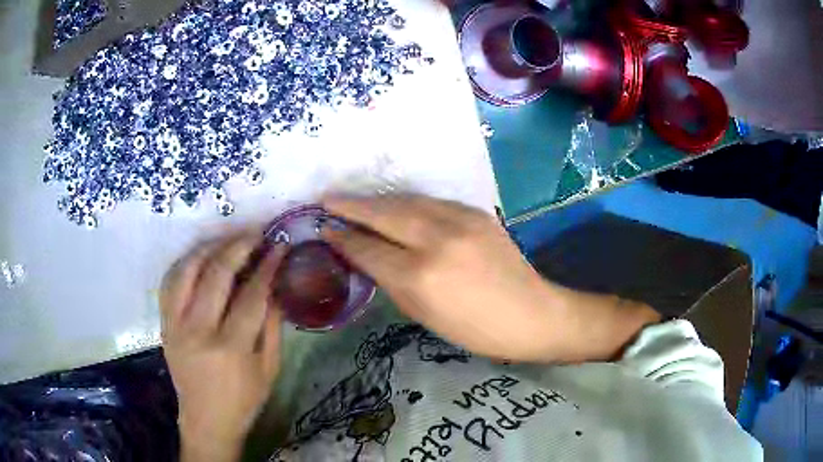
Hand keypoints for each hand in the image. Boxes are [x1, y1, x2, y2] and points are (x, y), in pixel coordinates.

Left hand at [160, 233, 285, 461]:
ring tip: (228, 238)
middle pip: (216, 274)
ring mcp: (175, 325)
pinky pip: (169, 282)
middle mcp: (198, 331)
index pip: (251, 294)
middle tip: (255, 233)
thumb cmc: (244, 400)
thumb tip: (275, 286)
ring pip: (187, 270)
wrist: (206, 420)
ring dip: (209, 247)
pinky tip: (199, 256)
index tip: (279, 246)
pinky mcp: (164, 324)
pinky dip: (184, 263)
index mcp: (231, 348)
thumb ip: (272, 326)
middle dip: (238, 246)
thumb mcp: (269, 369)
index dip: (267, 266)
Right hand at [322, 194, 659, 362]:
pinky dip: (406, 203)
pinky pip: (430, 202)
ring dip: (376, 200)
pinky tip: (395, 206)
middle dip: (350, 205)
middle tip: (327, 199)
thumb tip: (364, 254)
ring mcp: (459, 220)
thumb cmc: (476, 330)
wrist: (532, 313)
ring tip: (354, 199)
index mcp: (421, 276)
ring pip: (405, 201)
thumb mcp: (425, 315)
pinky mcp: (475, 212)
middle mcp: (437, 240)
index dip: (343, 237)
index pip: (368, 248)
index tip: (323, 228)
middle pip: (383, 214)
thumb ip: (391, 280)